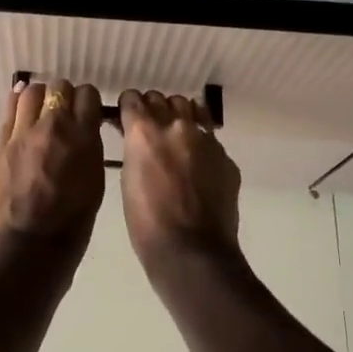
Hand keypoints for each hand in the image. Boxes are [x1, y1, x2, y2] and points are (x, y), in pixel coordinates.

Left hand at [0, 79, 106, 250]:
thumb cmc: (71, 224)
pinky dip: (18, 104)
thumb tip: (84, 131)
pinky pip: (11, 108)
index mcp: (84, 138)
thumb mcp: (95, 182)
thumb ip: (90, 149)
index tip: (86, 111)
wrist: (28, 247)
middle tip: (64, 112)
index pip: (88, 95)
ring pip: (32, 91)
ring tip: (41, 111)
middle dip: (64, 96)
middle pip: (60, 87)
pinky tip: (22, 111)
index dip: (88, 101)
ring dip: (40, 97)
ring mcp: (24, 132)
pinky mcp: (2, 142)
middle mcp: (54, 126)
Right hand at [117, 89, 240, 272]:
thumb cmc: (147, 223)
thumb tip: (137, 138)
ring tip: (175, 136)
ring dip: (178, 116)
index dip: (129, 107)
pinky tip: (197, 163)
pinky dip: (200, 141)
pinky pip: (209, 136)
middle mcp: (175, 126)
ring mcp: (205, 139)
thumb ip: (135, 150)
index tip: (127, 117)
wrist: (193, 252)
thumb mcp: (128, 180)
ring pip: (189, 108)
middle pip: (161, 98)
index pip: (132, 98)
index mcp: (144, 132)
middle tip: (150, 129)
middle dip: (153, 109)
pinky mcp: (225, 156)